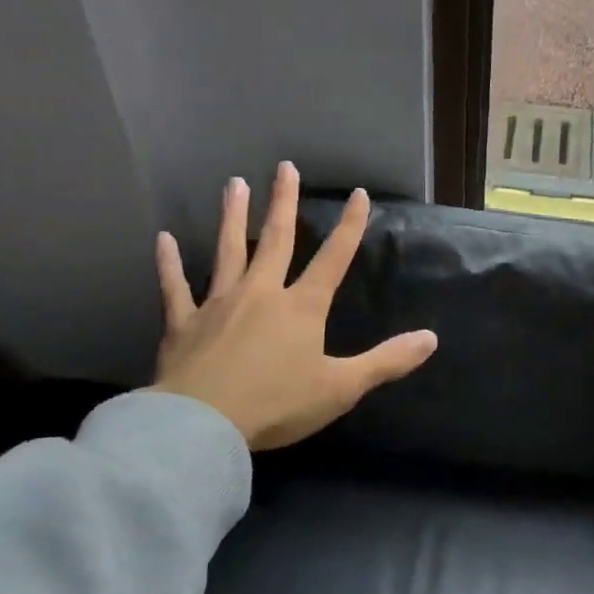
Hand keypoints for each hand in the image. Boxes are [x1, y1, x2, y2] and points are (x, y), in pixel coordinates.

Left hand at [151, 162, 437, 449]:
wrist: (204, 425)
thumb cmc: (277, 405)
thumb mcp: (342, 387)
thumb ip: (387, 360)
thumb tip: (431, 338)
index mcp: (301, 308)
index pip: (334, 259)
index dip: (349, 226)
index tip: (358, 194)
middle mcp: (261, 294)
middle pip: (277, 240)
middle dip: (284, 202)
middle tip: (284, 167)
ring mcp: (218, 304)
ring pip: (228, 251)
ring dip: (232, 217)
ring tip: (234, 184)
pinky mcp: (183, 323)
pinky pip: (175, 287)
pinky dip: (168, 263)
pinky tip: (163, 239)